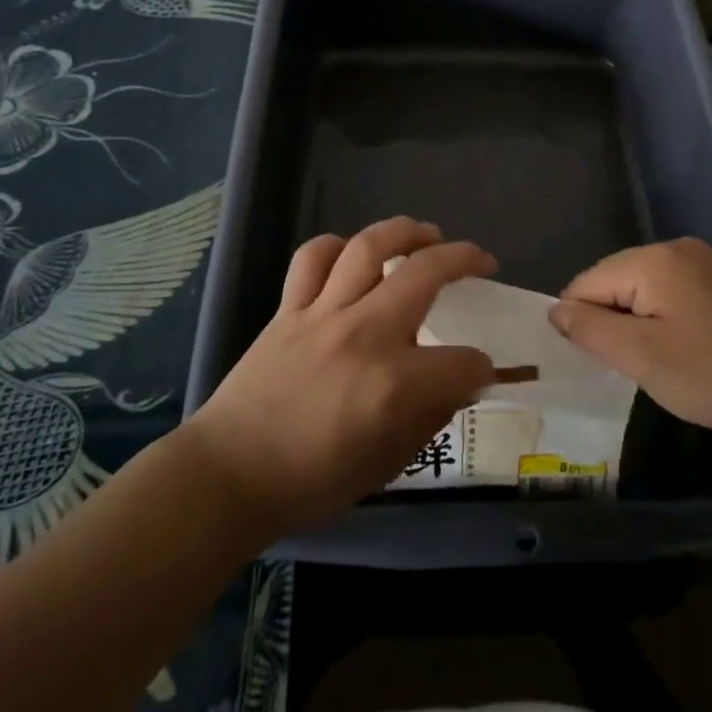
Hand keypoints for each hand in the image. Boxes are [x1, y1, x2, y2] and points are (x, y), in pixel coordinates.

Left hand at [183, 218, 499, 533]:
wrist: (231, 475)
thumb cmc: (313, 480)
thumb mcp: (388, 464)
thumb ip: (430, 416)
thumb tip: (456, 384)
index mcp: (395, 383)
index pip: (464, 362)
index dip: (480, 369)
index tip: (477, 374)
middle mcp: (365, 334)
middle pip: (426, 273)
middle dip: (465, 259)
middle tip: (480, 260)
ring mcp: (323, 314)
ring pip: (368, 247)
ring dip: (405, 230)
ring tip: (427, 232)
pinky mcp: (289, 310)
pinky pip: (312, 259)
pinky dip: (335, 246)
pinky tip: (351, 252)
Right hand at [549, 238, 711, 443]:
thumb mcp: (640, 357)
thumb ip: (590, 329)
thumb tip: (555, 310)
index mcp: (653, 259)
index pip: (587, 282)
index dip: (583, 323)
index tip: (603, 361)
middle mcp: (675, 248)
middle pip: (613, 280)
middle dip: (611, 320)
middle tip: (634, 364)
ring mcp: (702, 262)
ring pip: (640, 288)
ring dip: (636, 322)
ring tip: (658, 360)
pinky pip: (668, 292)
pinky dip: (661, 318)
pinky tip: (682, 349)